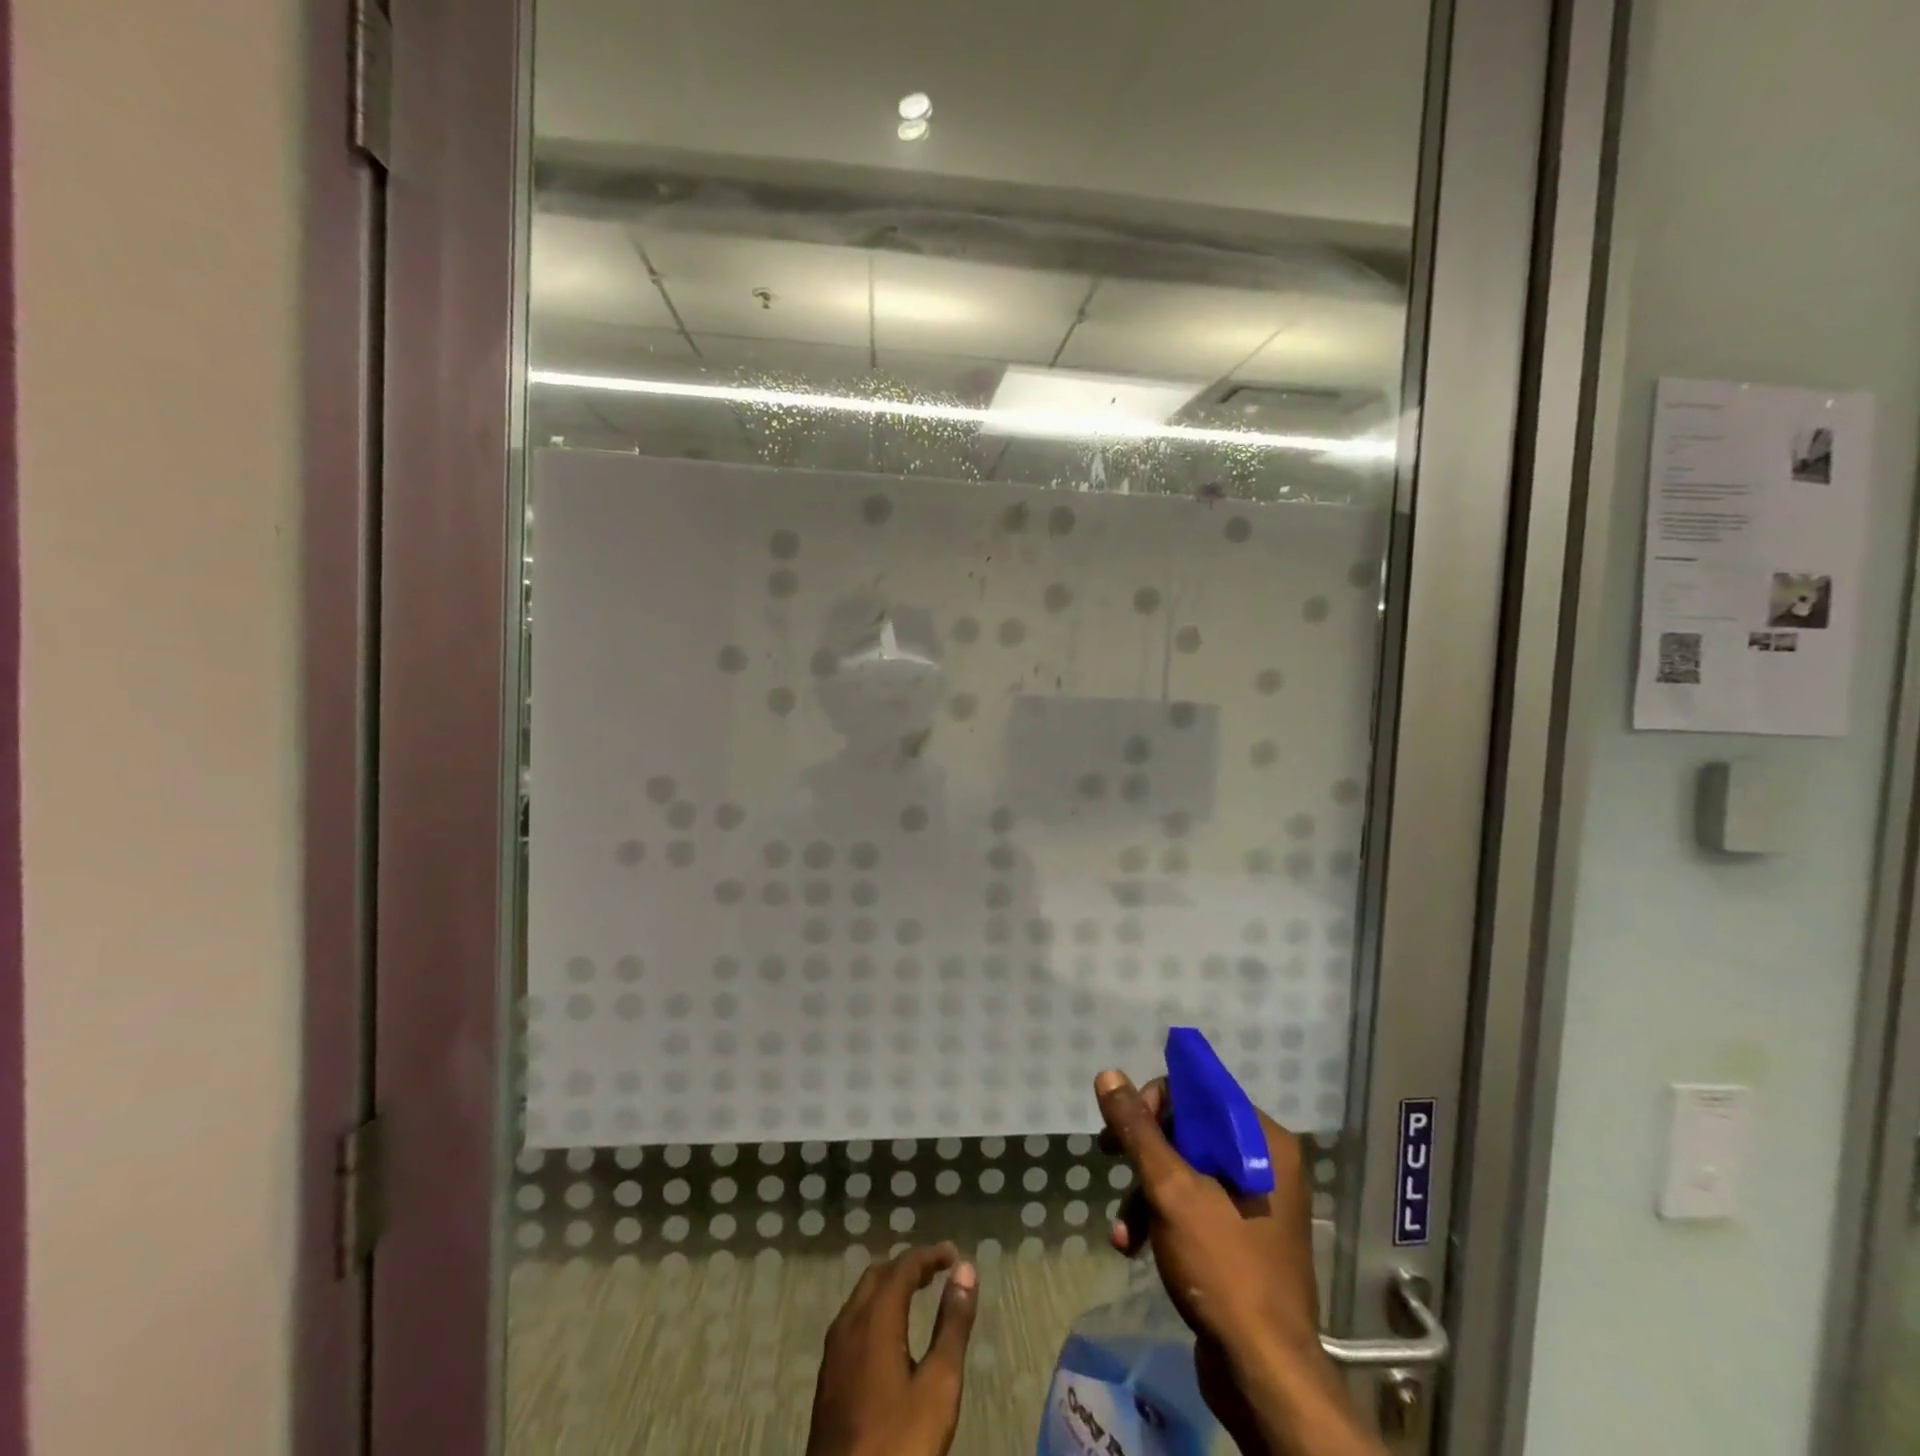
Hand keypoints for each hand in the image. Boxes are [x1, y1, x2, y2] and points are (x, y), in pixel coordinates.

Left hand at [804, 1242, 979, 1455]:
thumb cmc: (899, 1441)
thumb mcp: (938, 1385)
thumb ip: (952, 1324)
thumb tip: (965, 1270)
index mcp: (875, 1318)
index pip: (903, 1266)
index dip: (929, 1255)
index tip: (954, 1255)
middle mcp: (849, 1323)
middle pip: (878, 1275)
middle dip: (908, 1266)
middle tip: (937, 1271)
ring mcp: (833, 1352)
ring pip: (861, 1297)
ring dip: (889, 1286)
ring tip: (917, 1294)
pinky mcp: (828, 1378)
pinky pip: (852, 1321)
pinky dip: (875, 1309)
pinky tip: (889, 1335)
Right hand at [1096, 1070, 1382, 1455]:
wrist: (1264, 1375)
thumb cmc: (1223, 1267)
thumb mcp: (1170, 1190)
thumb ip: (1138, 1129)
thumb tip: (1109, 1074)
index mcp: (1262, 1141)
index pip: (1200, 1090)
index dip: (1156, 1100)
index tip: (1124, 1126)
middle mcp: (1266, 1163)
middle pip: (1190, 1129)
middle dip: (1144, 1151)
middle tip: (1108, 1155)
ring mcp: (1256, 1203)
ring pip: (1187, 1170)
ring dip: (1146, 1192)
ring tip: (1121, 1228)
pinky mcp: (1243, 1238)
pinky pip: (1196, 1206)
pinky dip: (1163, 1219)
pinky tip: (1134, 1247)